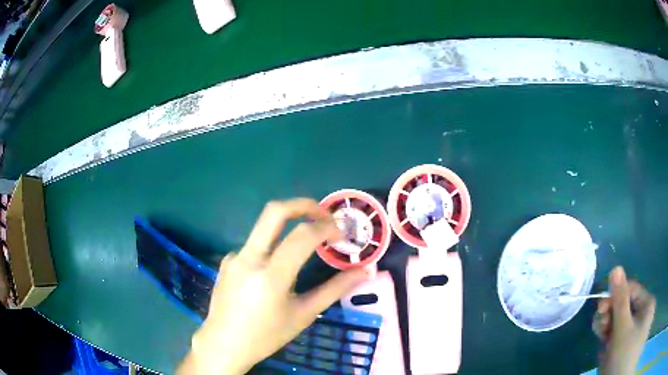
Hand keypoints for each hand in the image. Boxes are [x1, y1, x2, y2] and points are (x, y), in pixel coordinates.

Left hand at [177, 199, 369, 373]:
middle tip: (324, 214)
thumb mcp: (304, 314)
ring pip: (264, 227)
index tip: (341, 235)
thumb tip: (365, 271)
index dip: (327, 228)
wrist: (224, 344)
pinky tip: (273, 273)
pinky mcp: (228, 260)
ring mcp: (235, 256)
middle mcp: (249, 258)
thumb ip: (335, 289)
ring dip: (288, 227)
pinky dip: (271, 249)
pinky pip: (254, 246)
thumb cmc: (267, 335)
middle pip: (275, 211)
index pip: (303, 236)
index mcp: (271, 276)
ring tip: (304, 247)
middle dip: (304, 205)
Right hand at [593, 266, 655, 374]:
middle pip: (626, 308)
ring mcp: (635, 331)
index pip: (632, 290)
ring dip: (609, 332)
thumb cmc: (623, 356)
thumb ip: (620, 300)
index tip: (599, 309)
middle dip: (611, 317)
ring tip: (603, 344)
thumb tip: (615, 268)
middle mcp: (643, 314)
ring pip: (620, 325)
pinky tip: (606, 352)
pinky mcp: (627, 345)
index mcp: (647, 304)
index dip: (616, 295)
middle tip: (600, 329)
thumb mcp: (622, 330)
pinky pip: (619, 338)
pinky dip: (610, 343)